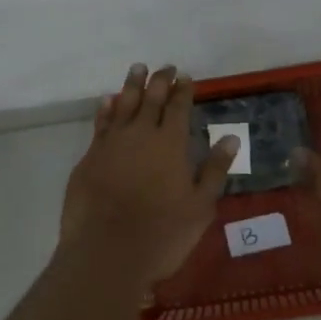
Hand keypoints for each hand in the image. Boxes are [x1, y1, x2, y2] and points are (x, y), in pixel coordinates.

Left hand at [60, 64, 237, 288]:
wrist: (106, 252)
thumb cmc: (162, 234)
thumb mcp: (200, 207)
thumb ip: (215, 170)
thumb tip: (230, 138)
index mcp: (170, 143)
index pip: (179, 107)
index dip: (183, 90)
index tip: (186, 77)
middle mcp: (141, 134)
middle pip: (151, 98)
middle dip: (160, 80)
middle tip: (165, 67)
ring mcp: (112, 143)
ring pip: (124, 103)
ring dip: (132, 85)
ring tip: (138, 68)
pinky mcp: (90, 156)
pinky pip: (101, 122)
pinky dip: (106, 108)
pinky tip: (108, 100)